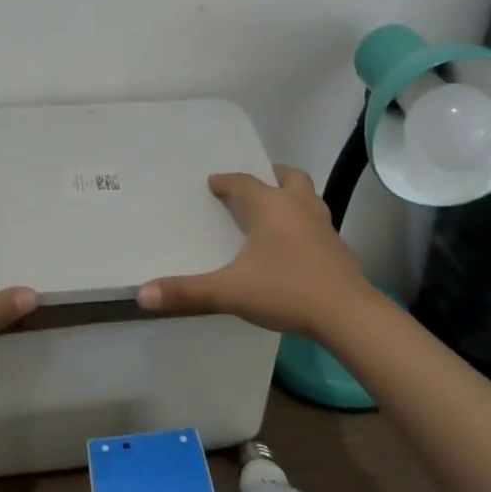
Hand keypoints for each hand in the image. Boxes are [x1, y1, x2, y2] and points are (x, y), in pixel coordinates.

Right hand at [135, 166, 372, 338]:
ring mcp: (324, 227)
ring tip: (275, 211)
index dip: (226, 181)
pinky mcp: (338, 249)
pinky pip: (317, 223)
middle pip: (289, 177)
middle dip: (271, 176)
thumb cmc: (286, 291)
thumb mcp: (230, 292)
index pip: (245, 182)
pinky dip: (304, 223)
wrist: (348, 316)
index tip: (213, 183)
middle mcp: (299, 207)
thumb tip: (141, 294)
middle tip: (254, 185)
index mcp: (272, 206)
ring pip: (309, 198)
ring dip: (292, 197)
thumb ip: (187, 292)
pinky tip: (294, 246)